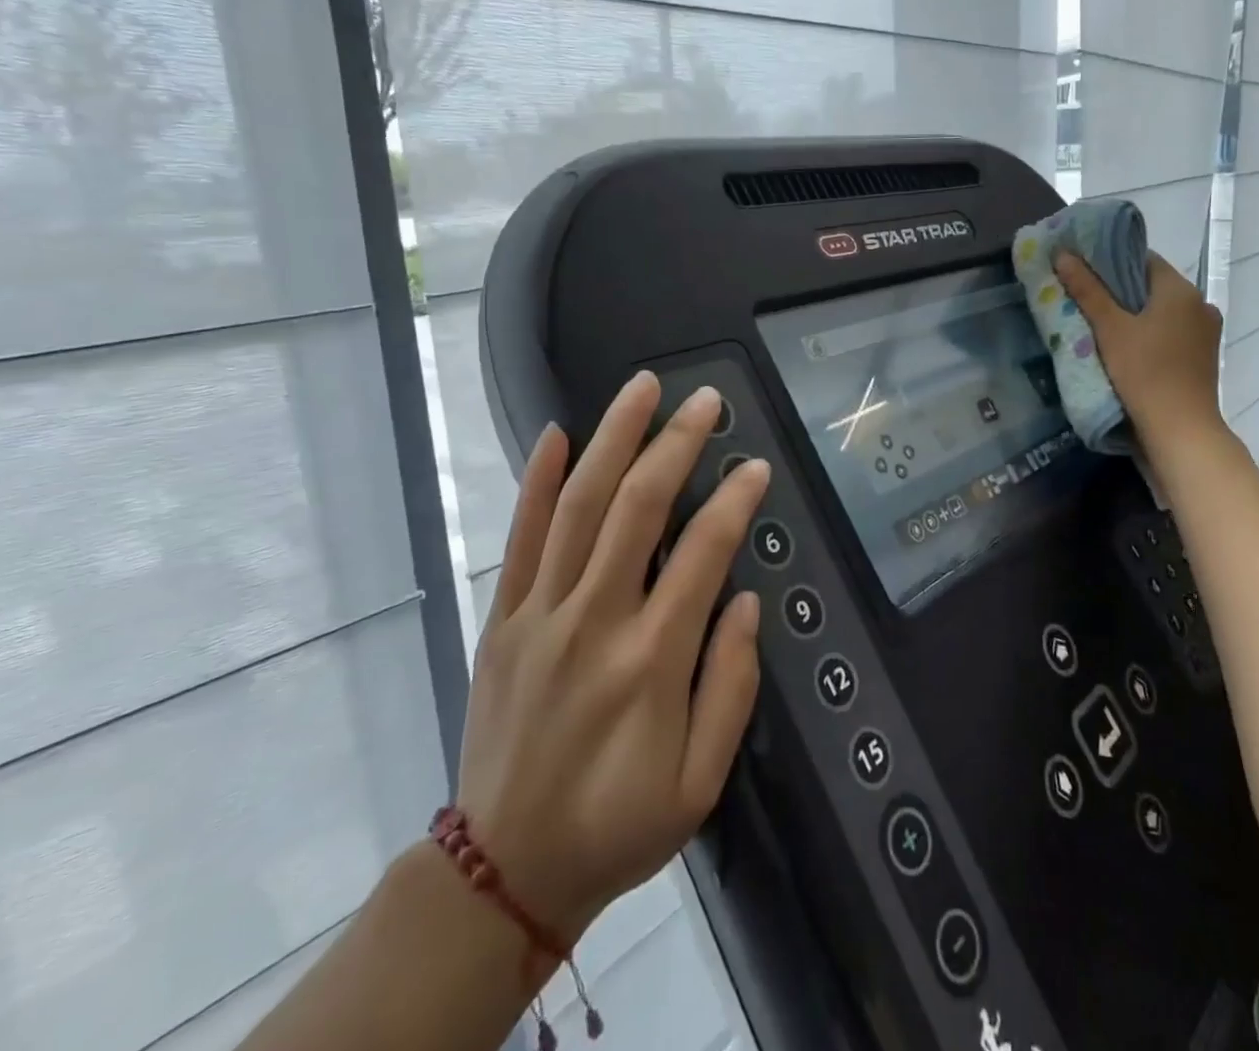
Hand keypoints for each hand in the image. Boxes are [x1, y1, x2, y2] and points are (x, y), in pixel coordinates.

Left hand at [456, 372, 766, 943]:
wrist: (505, 870)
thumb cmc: (618, 825)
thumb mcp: (700, 780)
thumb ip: (730, 685)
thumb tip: (744, 600)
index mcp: (651, 660)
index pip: (703, 553)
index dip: (735, 501)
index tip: (755, 465)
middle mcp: (595, 620)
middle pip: (638, 508)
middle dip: (676, 444)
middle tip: (705, 401)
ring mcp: (541, 613)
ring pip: (578, 505)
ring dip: (613, 439)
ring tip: (642, 389)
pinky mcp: (503, 618)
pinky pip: (520, 537)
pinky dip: (537, 481)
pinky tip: (554, 434)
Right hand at [1054, 249, 1227, 457]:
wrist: (1180, 431)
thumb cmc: (1144, 372)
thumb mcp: (1109, 328)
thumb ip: (1086, 289)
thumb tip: (1062, 253)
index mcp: (1181, 289)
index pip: (1142, 259)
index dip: (1110, 261)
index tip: (1081, 270)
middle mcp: (1199, 304)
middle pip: (1151, 286)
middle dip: (1117, 290)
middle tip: (1081, 297)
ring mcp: (1204, 333)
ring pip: (1160, 312)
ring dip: (1132, 314)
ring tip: (1098, 324)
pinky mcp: (1201, 358)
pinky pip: (1169, 333)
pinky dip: (1147, 334)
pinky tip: (1123, 348)